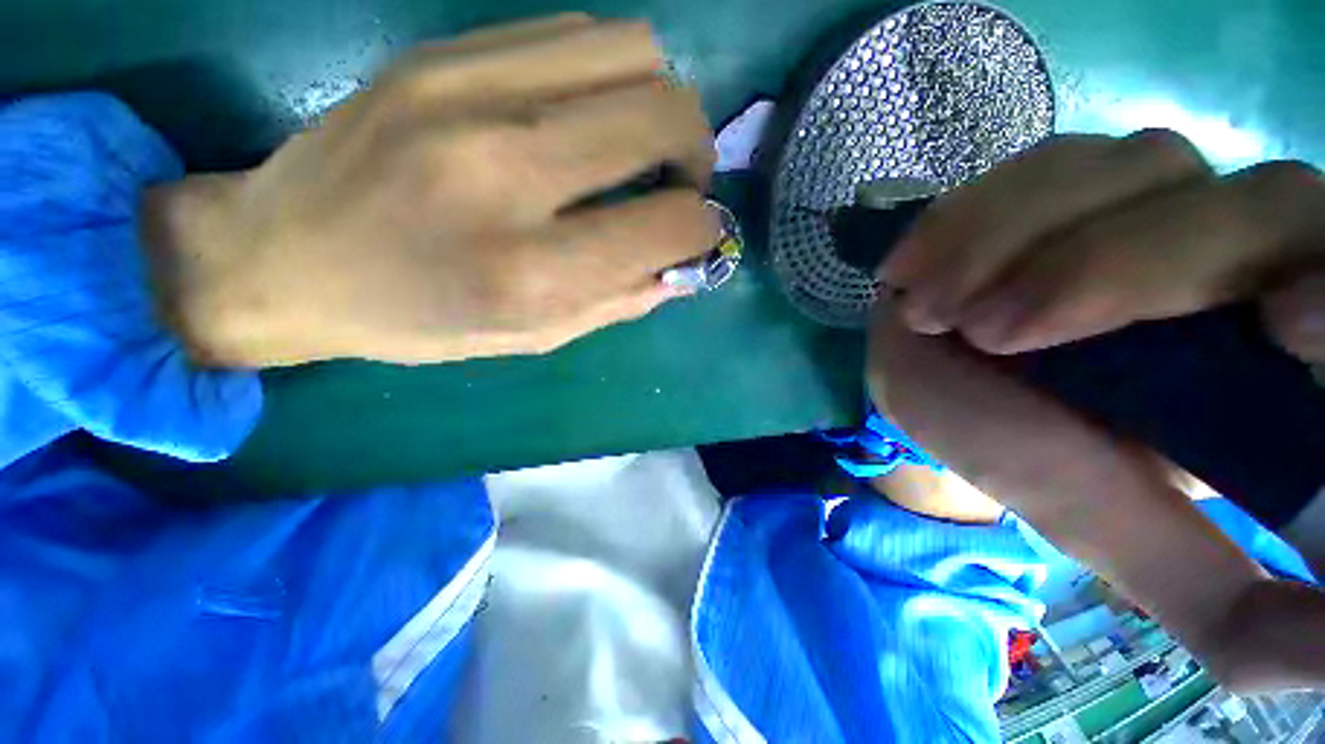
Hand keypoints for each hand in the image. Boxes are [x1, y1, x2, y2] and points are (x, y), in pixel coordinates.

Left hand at [142, 14, 718, 367]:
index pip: (670, 223)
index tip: (697, 234)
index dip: (704, 228)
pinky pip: (574, 33)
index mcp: (533, 271)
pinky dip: (608, 75)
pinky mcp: (443, 53)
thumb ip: (617, 302)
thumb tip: (679, 268)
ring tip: (636, 144)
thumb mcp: (532, 337)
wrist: (286, 256)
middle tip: (678, 182)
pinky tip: (585, 115)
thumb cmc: (417, 318)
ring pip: (634, 50)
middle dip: (697, 152)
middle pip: (667, 113)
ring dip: (659, 102)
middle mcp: (509, 172)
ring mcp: (469, 93)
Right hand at [867, 131, 1324, 689]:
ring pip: (1136, 168)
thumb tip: (1321, 665)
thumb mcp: (1119, 535)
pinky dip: (974, 213)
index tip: (1280, 329)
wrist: (933, 383)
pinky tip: (916, 268)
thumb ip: (1225, 608)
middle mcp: (1244, 251)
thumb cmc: (1021, 455)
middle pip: (1257, 203)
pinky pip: (1043, 164)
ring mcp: (1153, 195)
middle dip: (1116, 269)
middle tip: (989, 336)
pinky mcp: (1067, 181)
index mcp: (1280, 351)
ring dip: (1013, 240)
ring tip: (928, 309)